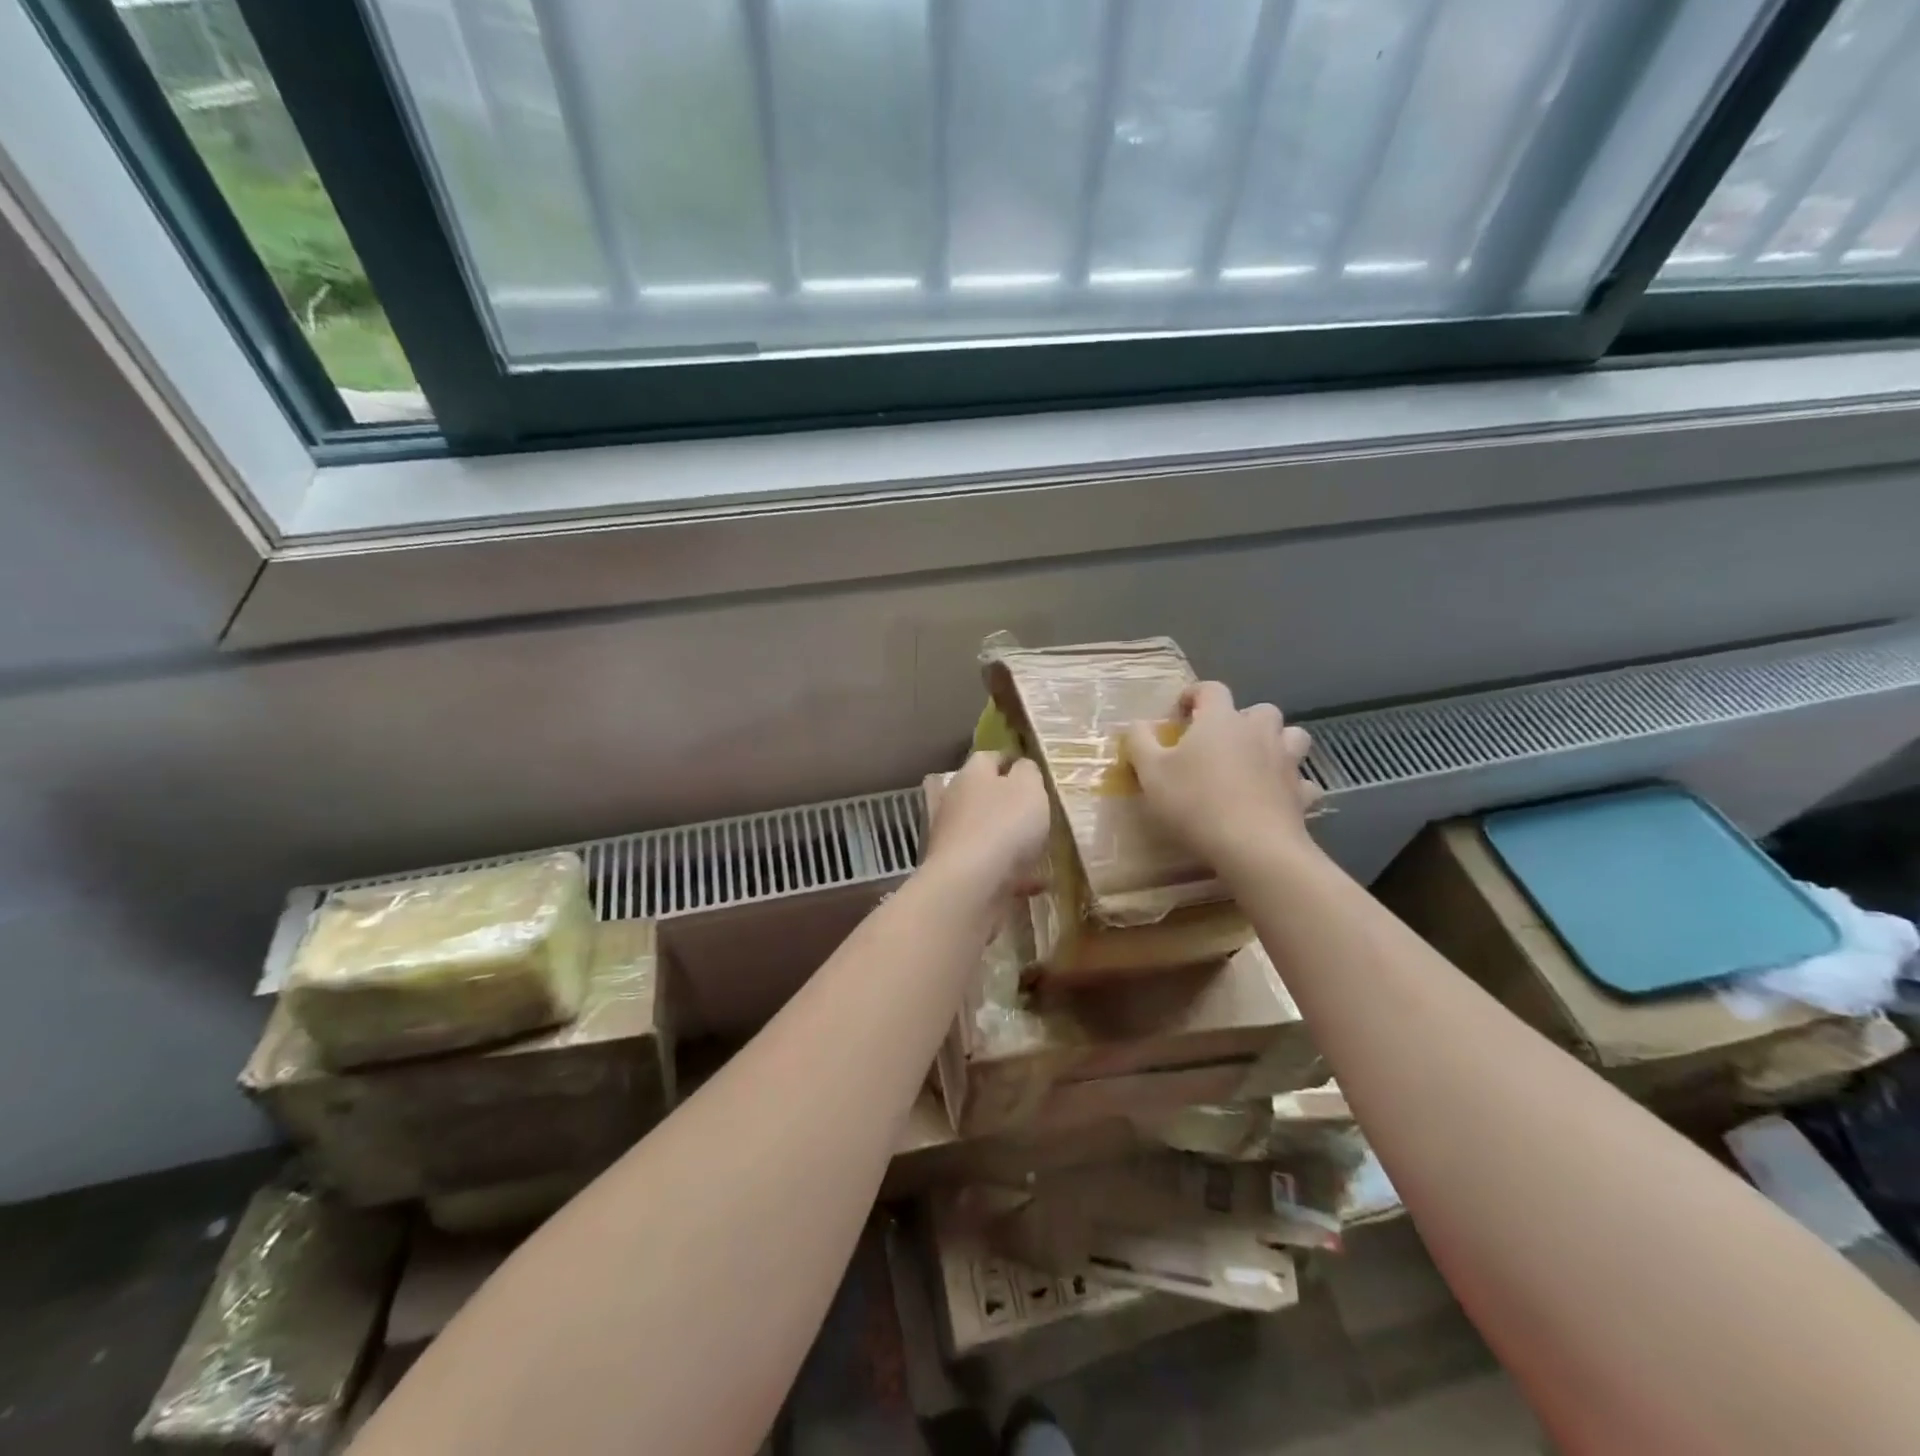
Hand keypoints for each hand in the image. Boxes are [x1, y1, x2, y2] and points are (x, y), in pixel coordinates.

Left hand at [921, 752, 1050, 899]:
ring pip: (983, 831)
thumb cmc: (1004, 826)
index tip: (1032, 771)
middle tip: (1034, 810)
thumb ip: (1028, 772)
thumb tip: (1021, 767)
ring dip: (1006, 838)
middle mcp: (955, 802)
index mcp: (971, 775)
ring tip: (1036, 847)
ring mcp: (952, 838)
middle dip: (1005, 801)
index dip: (1011, 761)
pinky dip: (1012, 872)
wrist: (970, 885)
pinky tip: (1037, 883)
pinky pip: (990, 866)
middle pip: (981, 794)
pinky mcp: (956, 871)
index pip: (989, 758)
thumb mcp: (1029, 788)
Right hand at [1124, 681, 1320, 867]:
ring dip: (1276, 743)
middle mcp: (1258, 732)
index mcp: (1221, 720)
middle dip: (1242, 719)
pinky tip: (1276, 798)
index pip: (1211, 689)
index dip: (1194, 695)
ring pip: (1292, 737)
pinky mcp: (1301, 794)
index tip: (1179, 713)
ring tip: (1255, 762)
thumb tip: (1137, 724)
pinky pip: (1302, 781)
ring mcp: (1286, 762)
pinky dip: (1291, 785)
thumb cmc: (1195, 802)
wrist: (1252, 846)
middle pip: (1259, 710)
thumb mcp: (1151, 772)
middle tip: (1220, 741)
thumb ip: (1140, 741)